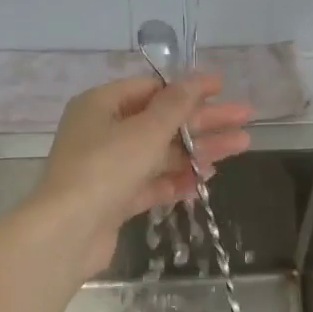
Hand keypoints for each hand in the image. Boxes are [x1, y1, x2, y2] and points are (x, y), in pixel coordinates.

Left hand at [35, 73, 253, 276]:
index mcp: (101, 105)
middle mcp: (102, 132)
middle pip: (161, 121)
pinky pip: (151, 183)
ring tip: (240, 147)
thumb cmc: (105, 168)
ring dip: (198, 150)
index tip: (222, 88)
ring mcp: (108, 168)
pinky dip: (177, 179)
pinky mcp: (115, 200)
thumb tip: (197, 79)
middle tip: (245, 118)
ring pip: (160, 154)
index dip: (188, 88)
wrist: (67, 232)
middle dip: (203, 121)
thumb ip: (176, 105)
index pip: (150, 89)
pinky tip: (206, 179)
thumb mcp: (145, 130)